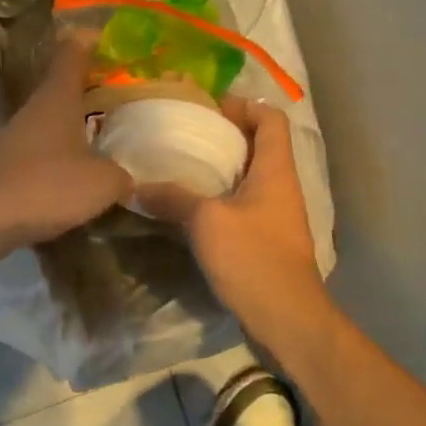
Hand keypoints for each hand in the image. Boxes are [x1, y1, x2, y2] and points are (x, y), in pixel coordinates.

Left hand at [0, 38, 132, 251]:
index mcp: (57, 97)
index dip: (92, 42)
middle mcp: (34, 109)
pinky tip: (80, 173)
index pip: (73, 53)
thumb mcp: (102, 182)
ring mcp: (16, 137)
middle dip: (92, 88)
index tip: (112, 39)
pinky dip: (62, 155)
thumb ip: (121, 174)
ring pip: (52, 120)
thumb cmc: (48, 186)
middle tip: (123, 95)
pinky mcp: (7, 165)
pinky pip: (43, 151)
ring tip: (108, 135)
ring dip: (77, 124)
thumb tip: (126, 177)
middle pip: (63, 87)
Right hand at [137, 99, 334, 353]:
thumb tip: (137, 186)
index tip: (209, 108)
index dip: (244, 105)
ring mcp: (277, 215)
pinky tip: (190, 209)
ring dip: (221, 169)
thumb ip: (173, 198)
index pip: (271, 119)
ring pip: (250, 177)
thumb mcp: (207, 222)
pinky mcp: (268, 241)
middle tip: (186, 135)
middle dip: (225, 135)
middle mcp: (281, 186)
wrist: (287, 319)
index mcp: (275, 170)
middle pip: (260, 145)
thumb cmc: (253, 258)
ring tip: (182, 168)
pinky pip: (244, 206)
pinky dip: (220, 199)